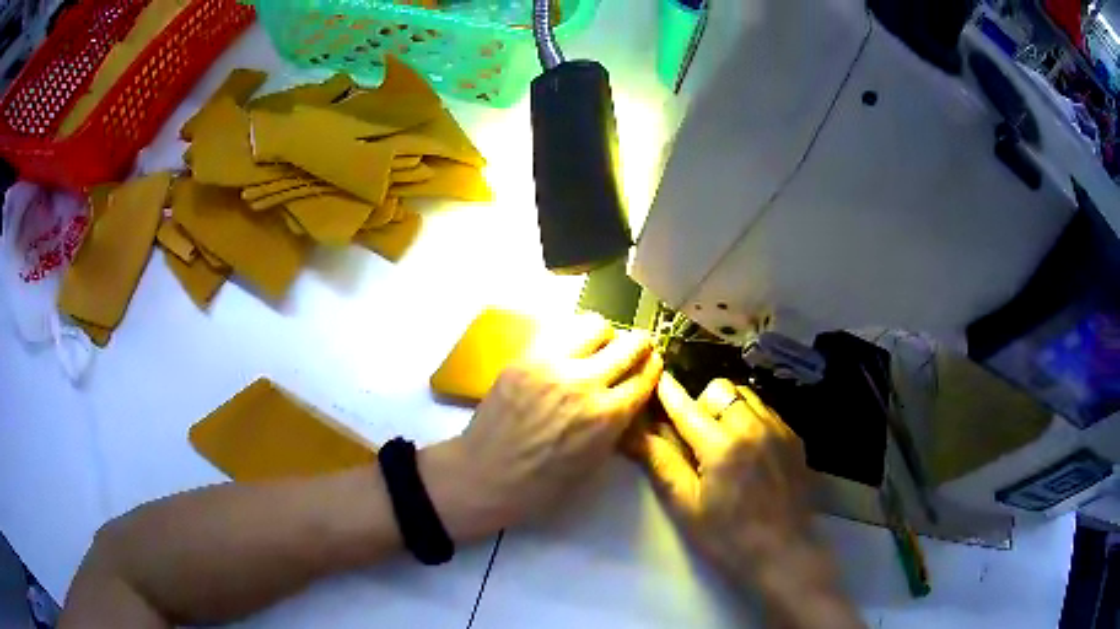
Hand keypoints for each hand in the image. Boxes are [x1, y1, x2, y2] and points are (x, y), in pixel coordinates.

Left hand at [423, 314, 662, 540]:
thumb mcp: (594, 462)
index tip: (652, 364)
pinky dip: (571, 336)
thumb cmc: (543, 483)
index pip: (646, 375)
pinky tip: (567, 351)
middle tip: (633, 351)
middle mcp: (585, 382)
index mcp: (607, 415)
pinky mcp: (525, 357)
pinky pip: (558, 331)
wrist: (486, 475)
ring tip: (597, 349)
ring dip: (604, 336)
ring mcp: (551, 364)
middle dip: (639, 345)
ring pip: (595, 324)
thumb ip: (616, 424)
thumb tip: (628, 397)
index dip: (653, 367)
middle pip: (629, 343)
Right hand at [626, 374, 861, 627]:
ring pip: (746, 396)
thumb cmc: (727, 537)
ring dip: (728, 408)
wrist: (783, 552)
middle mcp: (753, 427)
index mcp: (721, 446)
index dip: (668, 392)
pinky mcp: (794, 438)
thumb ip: (662, 464)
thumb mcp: (686, 507)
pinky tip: (750, 450)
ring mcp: (779, 429)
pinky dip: (751, 419)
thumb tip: (634, 433)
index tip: (657, 378)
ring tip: (725, 441)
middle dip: (702, 404)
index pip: (687, 408)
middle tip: (697, 436)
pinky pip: (767, 411)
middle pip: (720, 390)